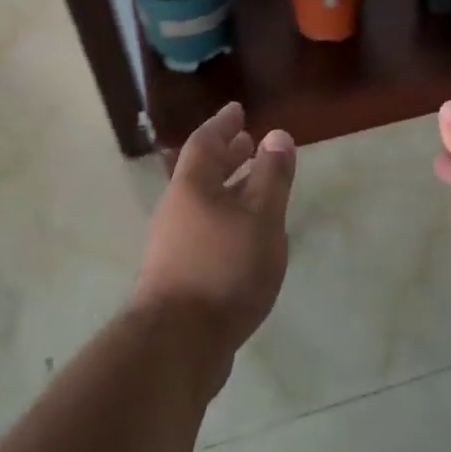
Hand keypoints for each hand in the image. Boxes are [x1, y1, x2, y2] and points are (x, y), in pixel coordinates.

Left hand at [134, 102, 296, 382]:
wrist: (178, 342)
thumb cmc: (224, 268)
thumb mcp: (261, 217)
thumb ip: (271, 176)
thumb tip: (276, 134)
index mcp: (192, 186)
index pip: (206, 142)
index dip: (223, 124)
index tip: (237, 109)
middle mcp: (177, 209)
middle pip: (201, 172)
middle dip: (226, 155)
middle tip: (247, 142)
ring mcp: (174, 243)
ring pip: (204, 202)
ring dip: (228, 188)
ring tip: (254, 187)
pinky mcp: (179, 273)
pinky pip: (205, 228)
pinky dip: (226, 218)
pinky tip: (245, 237)